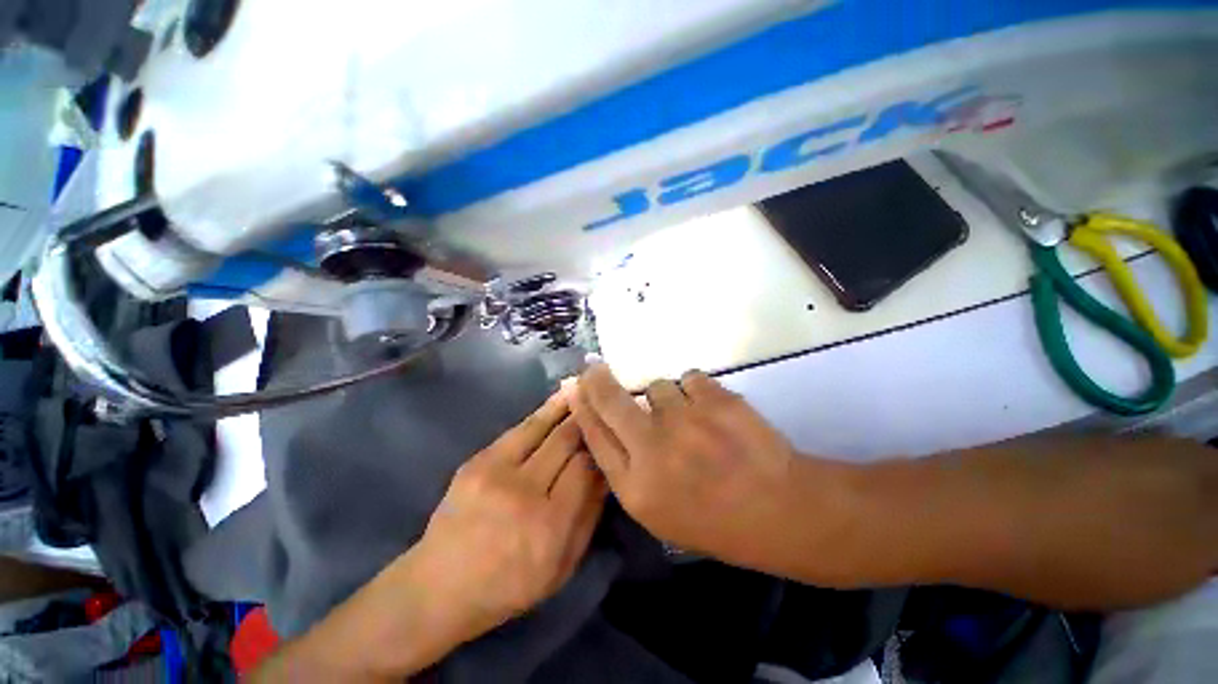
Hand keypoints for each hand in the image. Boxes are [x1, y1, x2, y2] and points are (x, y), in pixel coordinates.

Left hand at [256, 391, 607, 682]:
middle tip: (602, 406)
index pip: (587, 468)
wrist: (440, 586)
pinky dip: (545, 411)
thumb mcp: (561, 568)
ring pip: (545, 428)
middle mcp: (527, 494)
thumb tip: (606, 471)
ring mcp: (498, 473)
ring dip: (569, 406)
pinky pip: (521, 428)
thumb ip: (589, 517)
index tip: (607, 438)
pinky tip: (560, 398)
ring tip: (585, 387)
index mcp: (551, 527)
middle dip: (587, 422)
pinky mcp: (478, 461)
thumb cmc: (508, 585)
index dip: (599, 449)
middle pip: (567, 443)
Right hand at [571, 362, 807, 572]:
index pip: (594, 435)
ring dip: (667, 398)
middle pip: (610, 400)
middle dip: (596, 379)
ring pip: (657, 386)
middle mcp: (652, 449)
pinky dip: (696, 391)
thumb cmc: (715, 520)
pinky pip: (689, 379)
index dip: (582, 407)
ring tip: (690, 417)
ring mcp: (684, 420)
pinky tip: (712, 412)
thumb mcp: (659, 511)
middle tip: (593, 366)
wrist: (779, 510)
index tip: (575, 387)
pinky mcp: (714, 398)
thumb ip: (627, 469)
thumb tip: (607, 426)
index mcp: (635, 487)